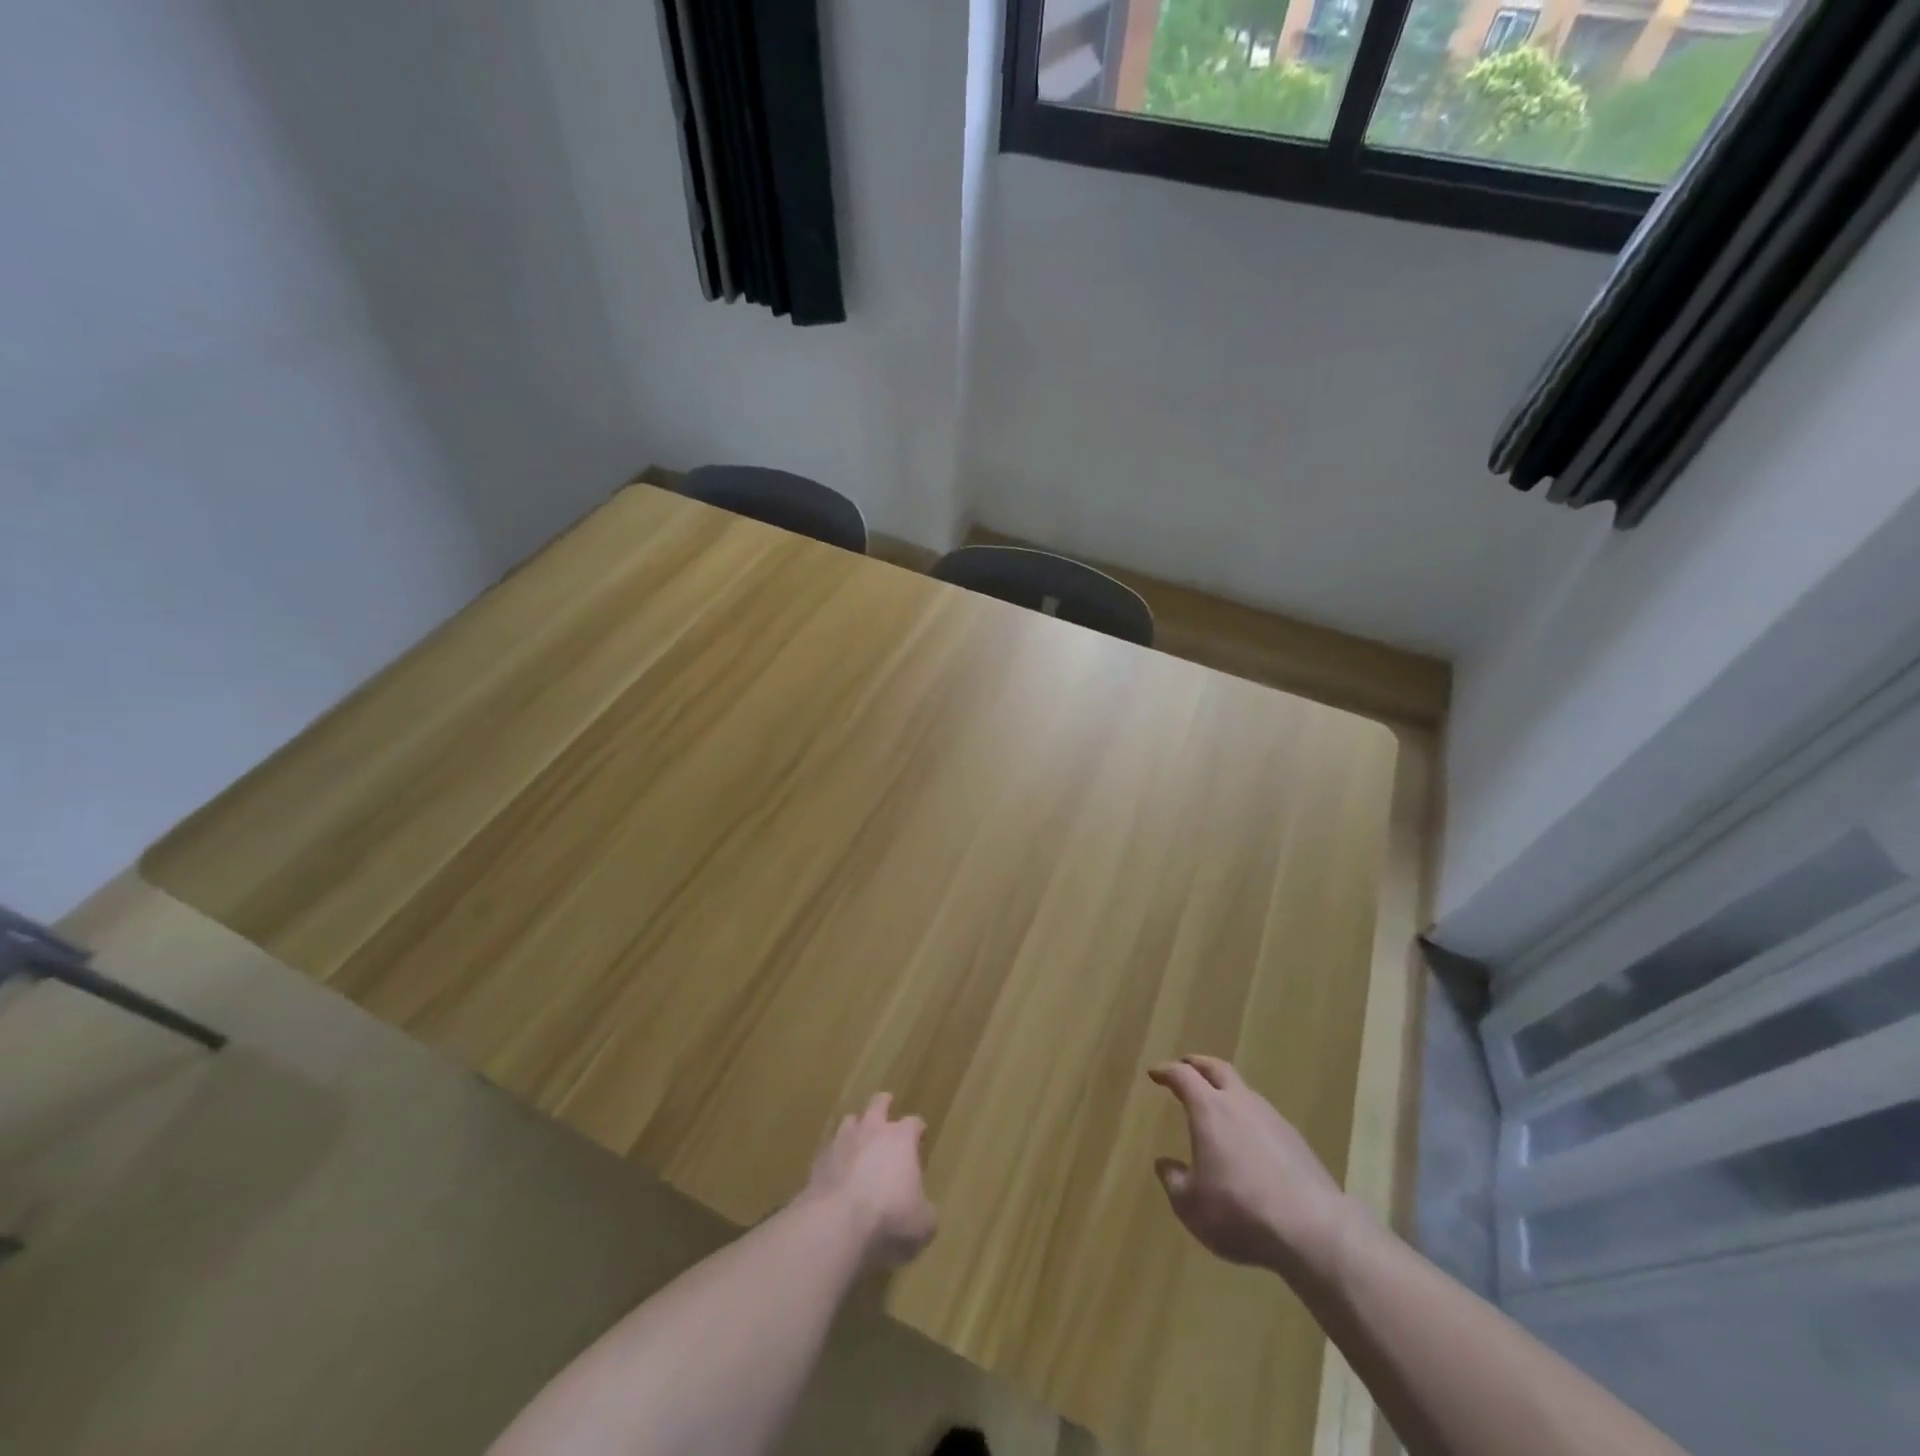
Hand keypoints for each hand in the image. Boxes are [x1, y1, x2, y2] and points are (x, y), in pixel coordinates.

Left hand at [802, 1092, 938, 1269]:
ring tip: (858, 1139)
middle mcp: (872, 1130)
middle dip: (883, 1104)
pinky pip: (830, 1150)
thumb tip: (926, 1213)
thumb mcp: (922, 1223)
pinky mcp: (819, 1160)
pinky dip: (835, 1157)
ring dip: (855, 1128)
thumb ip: (926, 1212)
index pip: (914, 1122)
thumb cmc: (889, 1215)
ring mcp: (842, 1141)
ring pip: (850, 1121)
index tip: (920, 1135)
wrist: (837, 1221)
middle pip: (878, 1103)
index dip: (918, 1129)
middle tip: (886, 1108)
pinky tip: (837, 1171)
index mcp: (901, 1138)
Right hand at [1148, 1055, 1354, 1282]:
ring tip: (1219, 1107)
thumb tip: (1164, 1164)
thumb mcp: (1191, 1205)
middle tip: (1186, 1066)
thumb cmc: (1239, 1212)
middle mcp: (1241, 1104)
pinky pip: (1266, 1119)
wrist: (1312, 1231)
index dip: (1166, 1071)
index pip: (1183, 1076)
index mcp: (1209, 1110)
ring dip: (1228, 1092)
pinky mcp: (1298, 1143)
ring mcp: (1274, 1120)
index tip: (1155, 1073)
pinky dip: (1250, 1120)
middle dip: (1199, 1064)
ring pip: (1246, 1093)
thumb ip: (1174, 1181)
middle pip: (1218, 1069)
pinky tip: (1250, 1143)